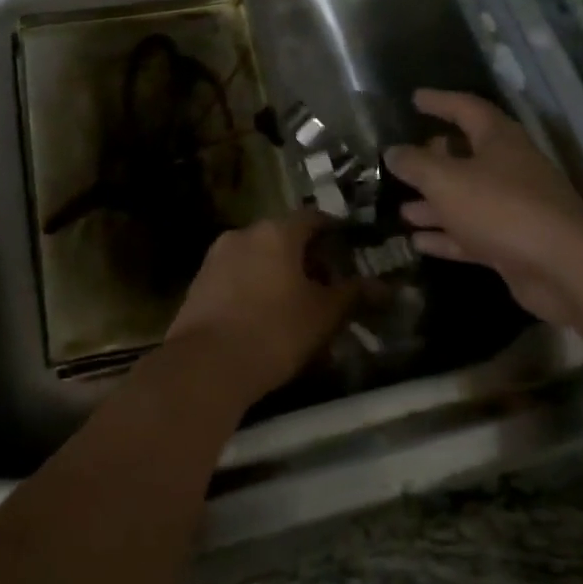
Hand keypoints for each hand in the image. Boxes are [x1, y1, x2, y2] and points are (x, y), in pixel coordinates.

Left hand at [167, 212, 354, 403]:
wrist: (205, 365)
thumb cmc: (274, 331)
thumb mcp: (323, 315)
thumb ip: (352, 294)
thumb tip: (383, 286)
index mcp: (276, 232)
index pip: (313, 218)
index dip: (334, 232)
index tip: (349, 251)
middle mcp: (243, 234)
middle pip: (283, 236)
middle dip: (306, 257)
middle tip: (327, 285)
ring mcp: (216, 257)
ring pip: (258, 256)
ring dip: (278, 272)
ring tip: (297, 304)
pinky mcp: (199, 282)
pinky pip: (237, 275)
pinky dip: (254, 286)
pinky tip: (264, 316)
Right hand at [384, 90, 582, 323]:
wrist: (564, 268)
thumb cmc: (501, 208)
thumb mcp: (446, 181)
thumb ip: (416, 165)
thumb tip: (393, 152)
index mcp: (499, 140)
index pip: (467, 109)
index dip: (440, 101)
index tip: (415, 98)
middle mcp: (509, 168)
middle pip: (468, 155)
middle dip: (435, 158)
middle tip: (406, 160)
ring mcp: (514, 208)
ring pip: (467, 199)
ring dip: (435, 204)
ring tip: (403, 209)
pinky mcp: (514, 244)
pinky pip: (473, 234)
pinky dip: (447, 237)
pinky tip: (418, 242)